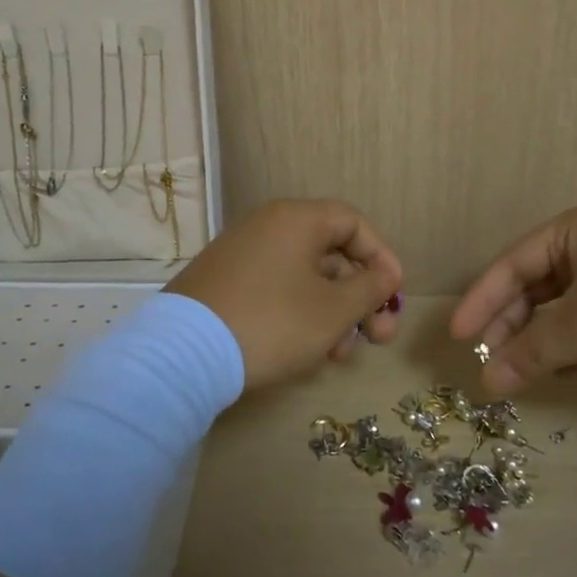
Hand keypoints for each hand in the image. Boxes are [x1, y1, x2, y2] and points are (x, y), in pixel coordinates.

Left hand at [167, 198, 403, 390]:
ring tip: (340, 356)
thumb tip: (385, 274)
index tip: (394, 294)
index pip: (353, 223)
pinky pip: (276, 290)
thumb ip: (369, 288)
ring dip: (333, 314)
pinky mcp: (224, 284)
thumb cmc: (273, 323)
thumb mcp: (333, 310)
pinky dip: (300, 315)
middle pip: (330, 255)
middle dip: (360, 298)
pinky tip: (308, 352)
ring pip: (304, 278)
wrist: (183, 354)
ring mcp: (241, 256)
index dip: (381, 257)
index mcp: (296, 220)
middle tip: (378, 338)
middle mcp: (267, 227)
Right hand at [449, 201, 576, 395]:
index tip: (457, 337)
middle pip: (538, 298)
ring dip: (573, 356)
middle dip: (529, 340)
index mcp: (576, 230)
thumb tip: (485, 381)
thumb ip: (529, 352)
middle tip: (504, 376)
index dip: (481, 302)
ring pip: (568, 325)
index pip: (510, 265)